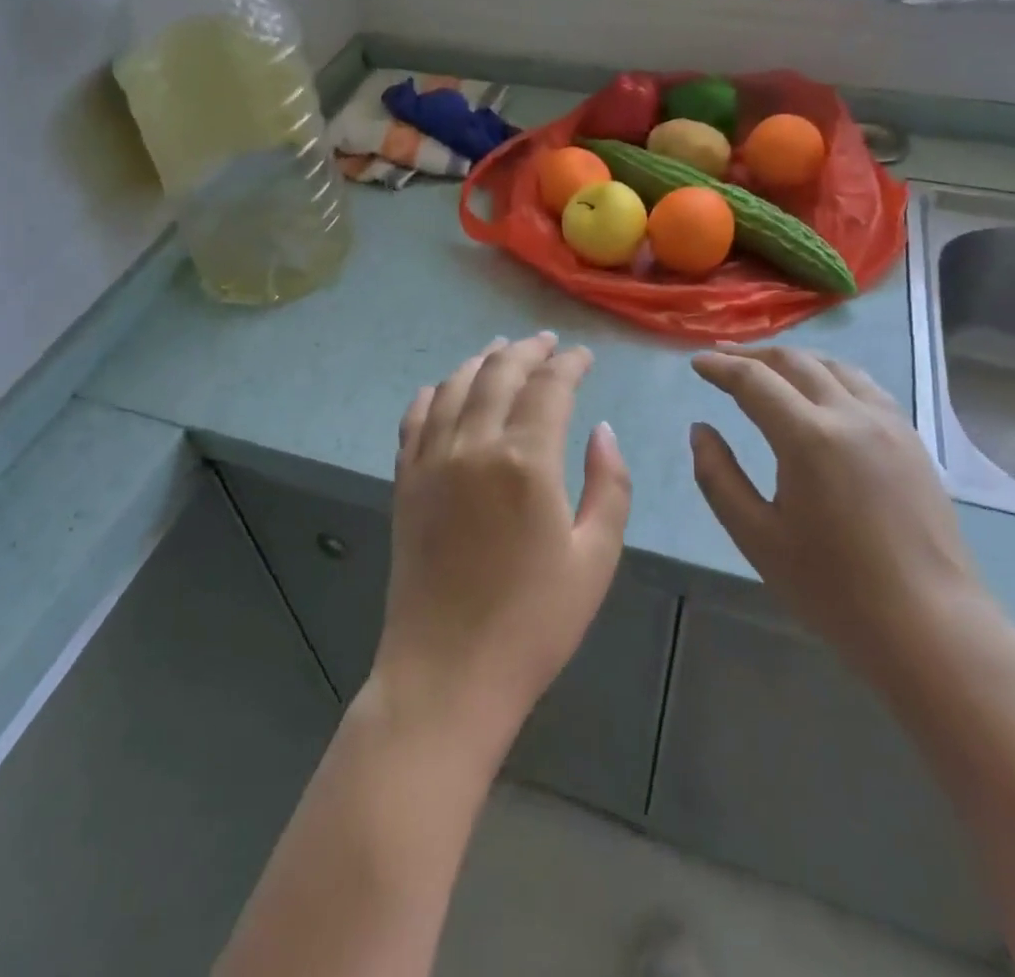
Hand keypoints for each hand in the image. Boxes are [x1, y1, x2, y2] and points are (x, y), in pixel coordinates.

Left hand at [373, 333, 632, 745]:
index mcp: (527, 461)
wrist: (448, 673)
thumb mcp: (595, 558)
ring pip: (455, 386)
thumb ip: (608, 485)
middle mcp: (474, 445)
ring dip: (482, 361)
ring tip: (501, 349)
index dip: (569, 364)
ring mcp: (432, 461)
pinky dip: (434, 393)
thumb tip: (601, 431)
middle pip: (499, 373)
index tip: (583, 356)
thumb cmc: (534, 623)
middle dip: (527, 350)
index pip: (549, 387)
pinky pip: (416, 418)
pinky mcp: (405, 481)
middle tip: (547, 342)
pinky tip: (444, 387)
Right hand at [689, 348, 991, 687]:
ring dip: (793, 359)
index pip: (754, 381)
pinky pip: (864, 386)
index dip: (720, 367)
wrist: (929, 626)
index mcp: (809, 438)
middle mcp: (851, 415)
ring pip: (834, 366)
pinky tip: (821, 390)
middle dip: (753, 354)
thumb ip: (718, 477)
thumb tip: (700, 430)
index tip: (696, 362)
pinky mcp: (911, 439)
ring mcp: (889, 423)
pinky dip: (830, 374)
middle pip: (795, 362)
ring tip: (767, 366)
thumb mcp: (756, 537)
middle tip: (722, 357)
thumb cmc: (833, 588)